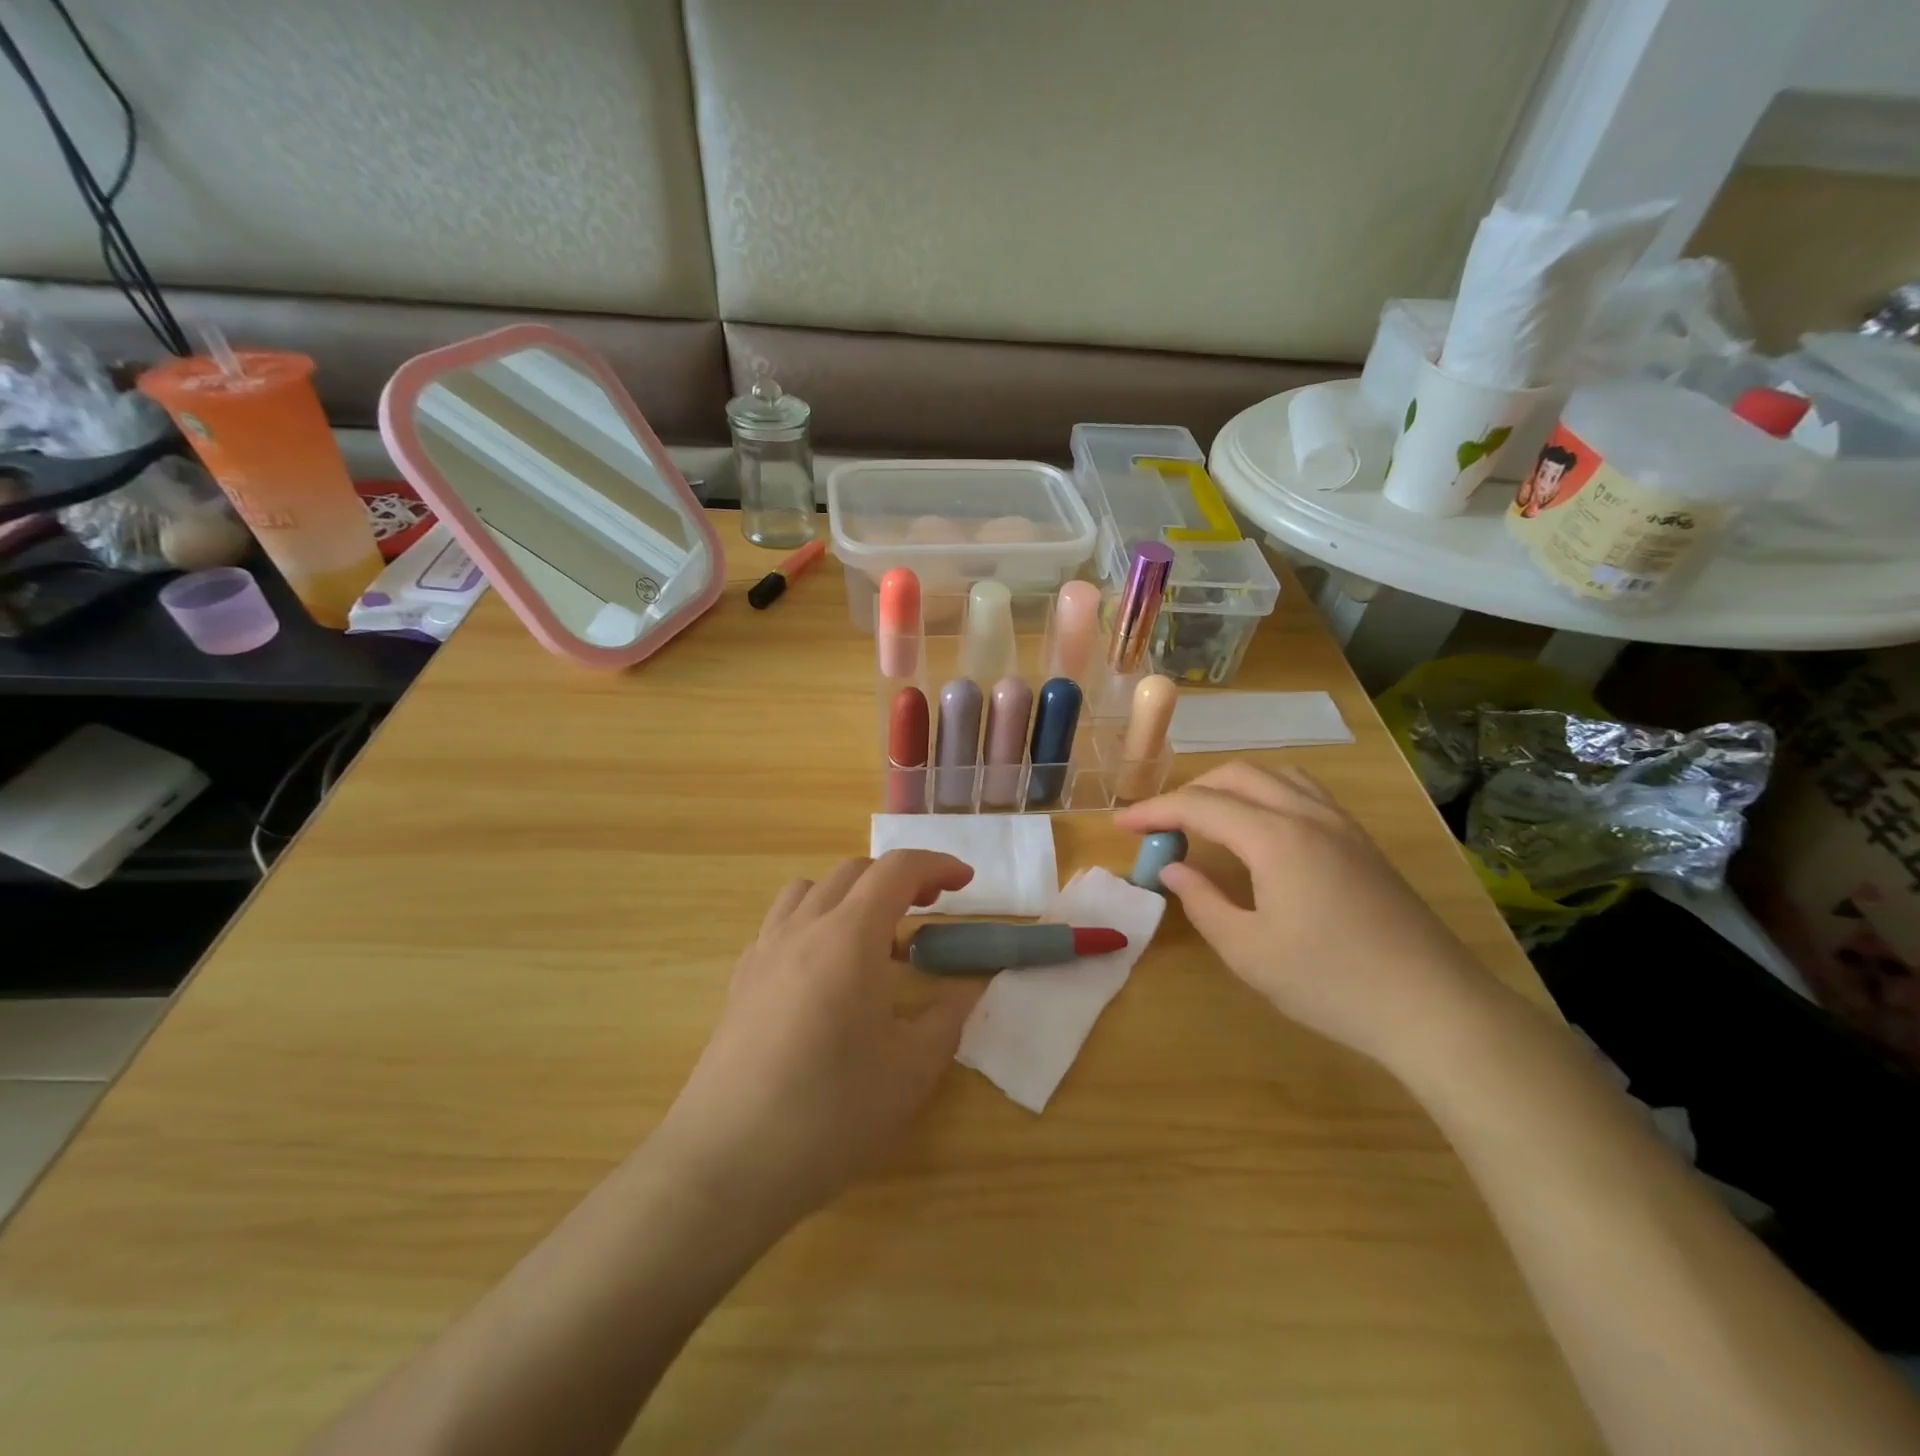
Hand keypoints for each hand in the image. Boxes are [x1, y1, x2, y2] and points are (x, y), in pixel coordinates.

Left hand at [652, 851, 982, 1230]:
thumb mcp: (911, 1071)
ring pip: (811, 890)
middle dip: (899, 878)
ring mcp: (764, 951)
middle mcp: (803, 928)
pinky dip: (815, 922)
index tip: (966, 881)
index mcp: (849, 937)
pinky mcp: (740, 980)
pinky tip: (825, 971)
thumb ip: (948, 1017)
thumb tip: (968, 987)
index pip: (897, 870)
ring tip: (874, 936)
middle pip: (854, 872)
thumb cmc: (830, 1113)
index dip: (937, 865)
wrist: (726, 1163)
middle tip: (930, 909)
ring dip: (852, 895)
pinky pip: (782, 924)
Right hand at [1116, 761, 1496, 1069]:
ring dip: (1230, 786)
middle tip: (1161, 824)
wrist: (1434, 1007)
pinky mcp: (1362, 841)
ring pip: (1275, 776)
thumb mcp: (1248, 951)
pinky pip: (1304, 792)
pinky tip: (1261, 828)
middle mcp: (1308, 815)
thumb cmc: (1331, 983)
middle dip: (1189, 791)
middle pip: (1236, 776)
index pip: (1200, 805)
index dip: (1155, 810)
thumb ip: (1202, 902)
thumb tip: (1173, 869)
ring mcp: (1341, 824)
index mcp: (1275, 838)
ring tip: (1207, 818)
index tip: (1121, 825)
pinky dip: (1266, 793)